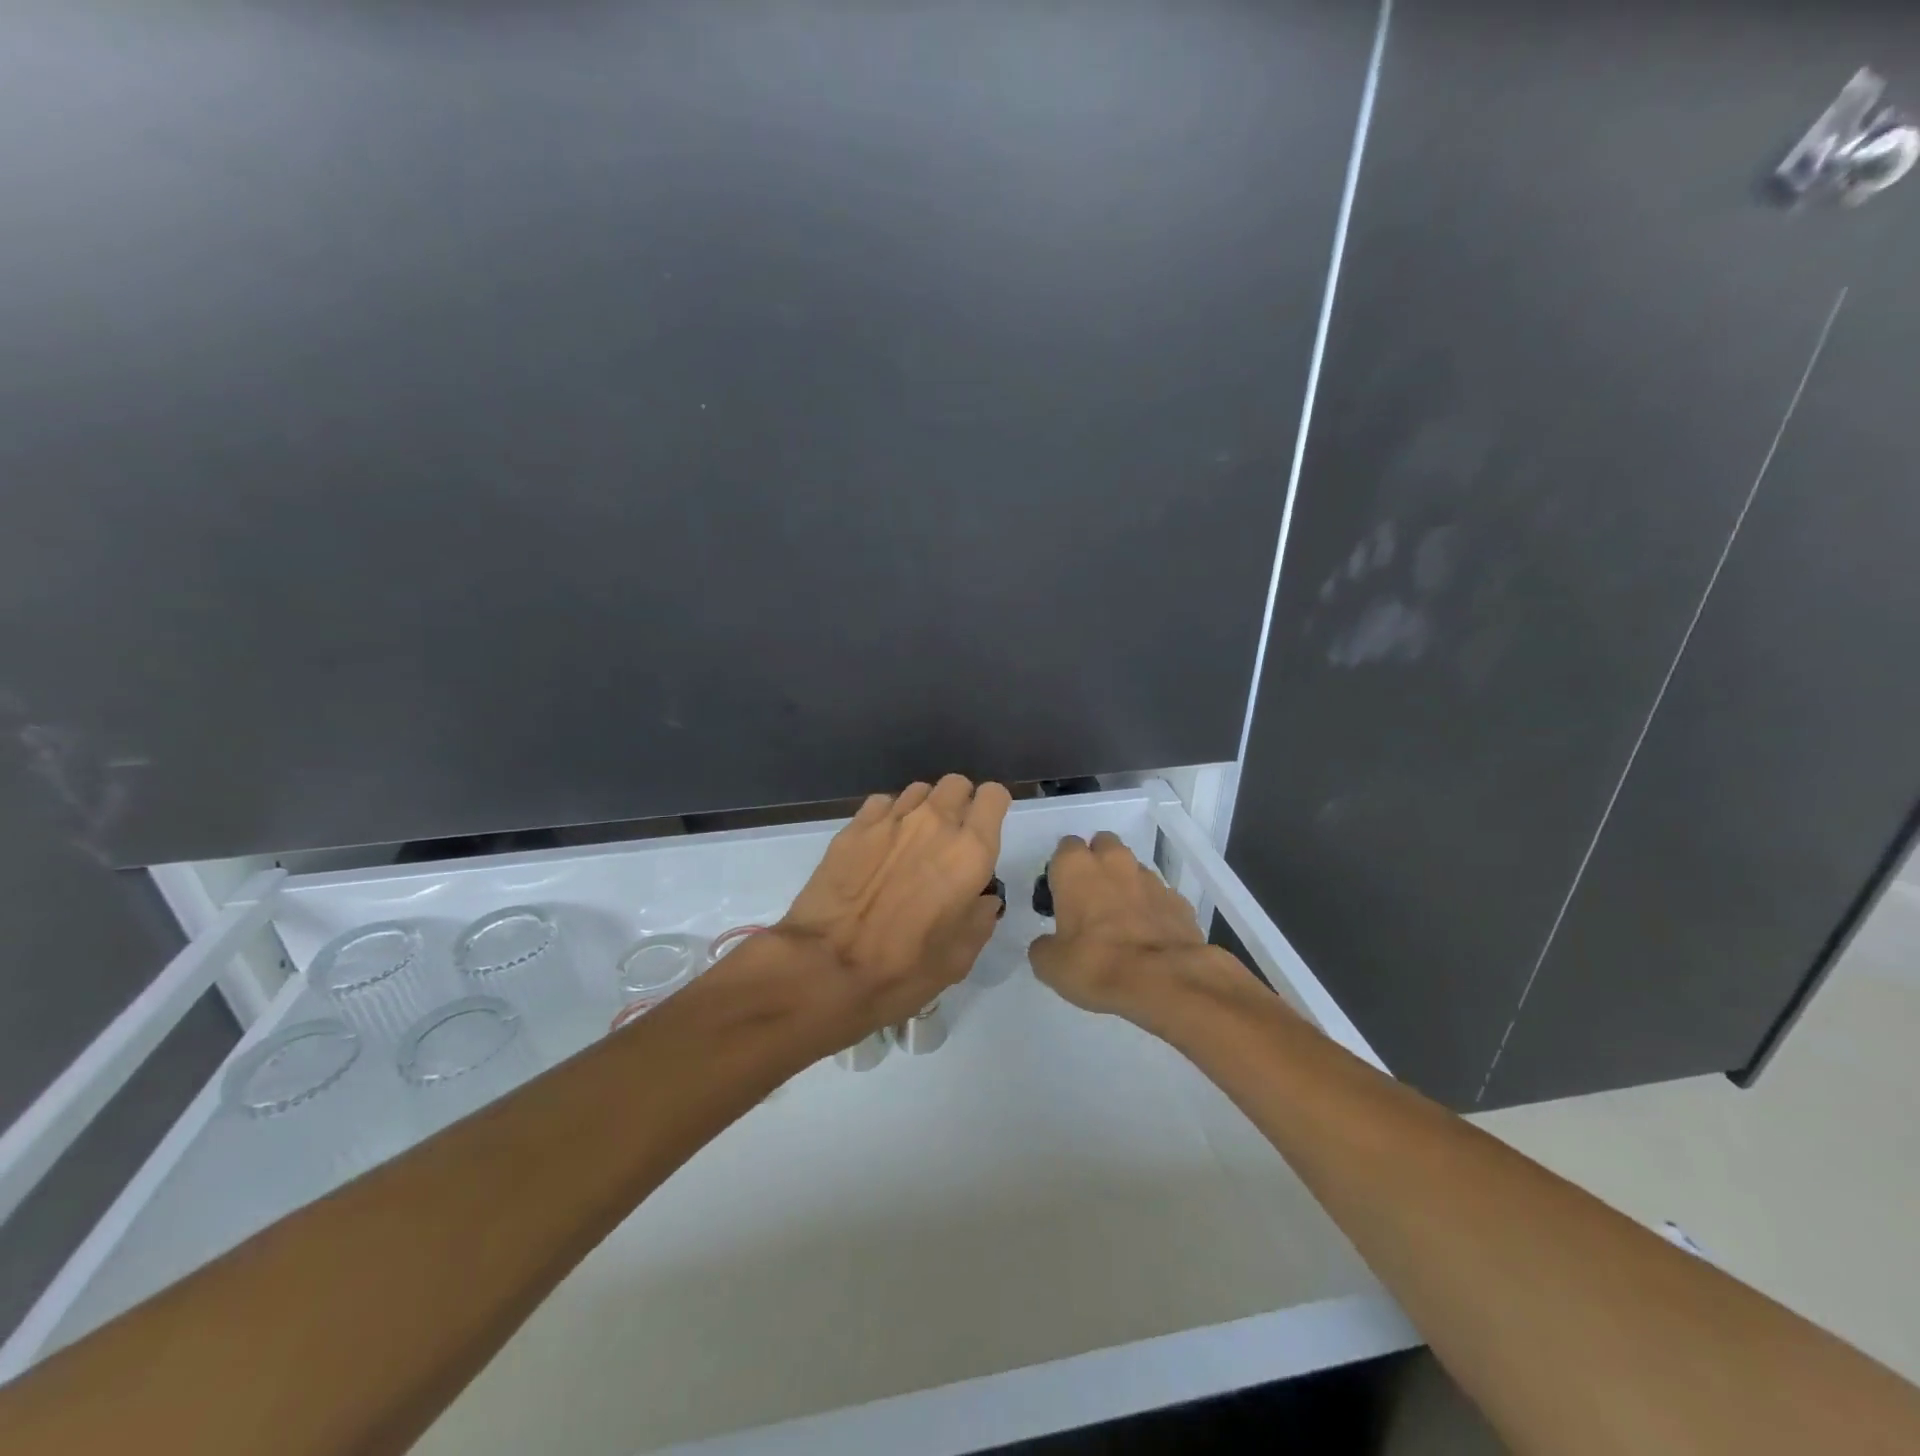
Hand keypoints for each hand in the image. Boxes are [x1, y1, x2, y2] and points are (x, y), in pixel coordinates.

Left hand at [769, 775, 1010, 1050]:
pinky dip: (888, 818)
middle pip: (956, 784)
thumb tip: (982, 898)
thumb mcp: (959, 958)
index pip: (994, 796)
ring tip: (911, 845)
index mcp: (970, 852)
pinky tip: (879, 848)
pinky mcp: (854, 826)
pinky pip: (882, 804)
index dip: (992, 810)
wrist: (825, 968)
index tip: (984, 833)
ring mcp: (891, 819)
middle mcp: (934, 823)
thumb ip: (980, 918)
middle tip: (949, 840)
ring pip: (919, 791)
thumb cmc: (902, 970)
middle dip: (959, 804)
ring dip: (923, 810)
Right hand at [1028, 831, 1236, 1029]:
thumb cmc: (1096, 964)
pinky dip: (1152, 909)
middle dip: (1098, 863)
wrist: (1165, 981)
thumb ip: (1044, 946)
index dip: (1063, 869)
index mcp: (1076, 867)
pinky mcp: (1179, 900)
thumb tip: (1048, 944)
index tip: (1061, 894)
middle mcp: (1114, 862)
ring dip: (1125, 885)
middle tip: (1091, 899)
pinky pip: (1159, 896)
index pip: (1065, 847)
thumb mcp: (1050, 964)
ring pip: (1133, 869)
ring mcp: (1151, 879)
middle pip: (1103, 845)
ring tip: (1121, 921)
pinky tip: (1148, 936)